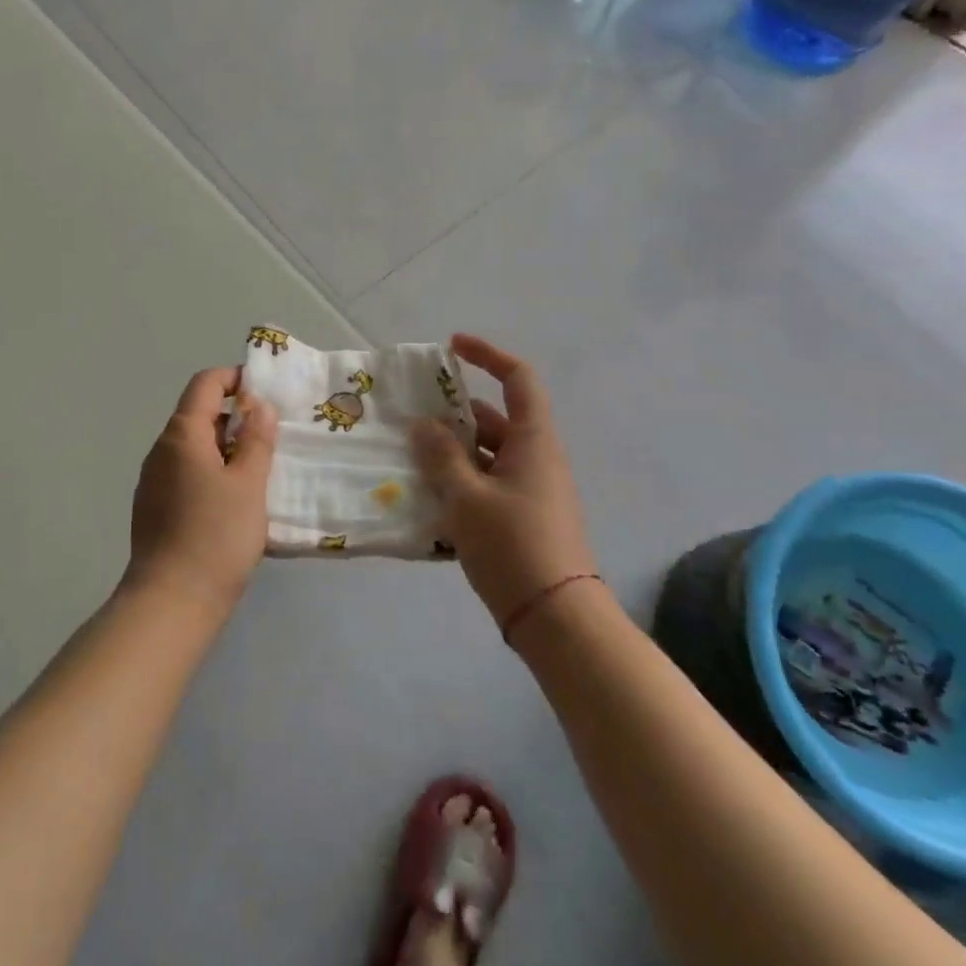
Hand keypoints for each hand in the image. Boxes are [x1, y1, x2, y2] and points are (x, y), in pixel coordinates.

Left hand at [125, 366, 279, 616]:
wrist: (172, 601)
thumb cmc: (216, 535)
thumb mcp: (249, 483)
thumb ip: (256, 439)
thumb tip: (257, 405)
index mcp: (182, 434)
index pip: (206, 384)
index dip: (236, 378)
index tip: (266, 393)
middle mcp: (161, 450)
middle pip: (198, 415)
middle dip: (236, 417)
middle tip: (272, 436)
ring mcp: (153, 481)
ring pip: (194, 448)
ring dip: (225, 448)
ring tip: (259, 470)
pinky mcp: (154, 508)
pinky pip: (186, 475)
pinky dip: (211, 473)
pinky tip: (234, 502)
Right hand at [411, 335, 595, 632]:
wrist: (556, 618)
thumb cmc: (513, 546)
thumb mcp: (467, 498)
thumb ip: (442, 457)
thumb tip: (424, 424)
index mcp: (533, 442)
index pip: (518, 379)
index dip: (488, 355)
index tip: (452, 347)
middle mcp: (537, 458)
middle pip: (496, 419)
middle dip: (454, 415)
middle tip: (412, 418)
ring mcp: (532, 490)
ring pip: (488, 455)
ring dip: (453, 452)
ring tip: (410, 458)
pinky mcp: (524, 518)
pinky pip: (489, 484)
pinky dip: (461, 481)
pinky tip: (429, 496)